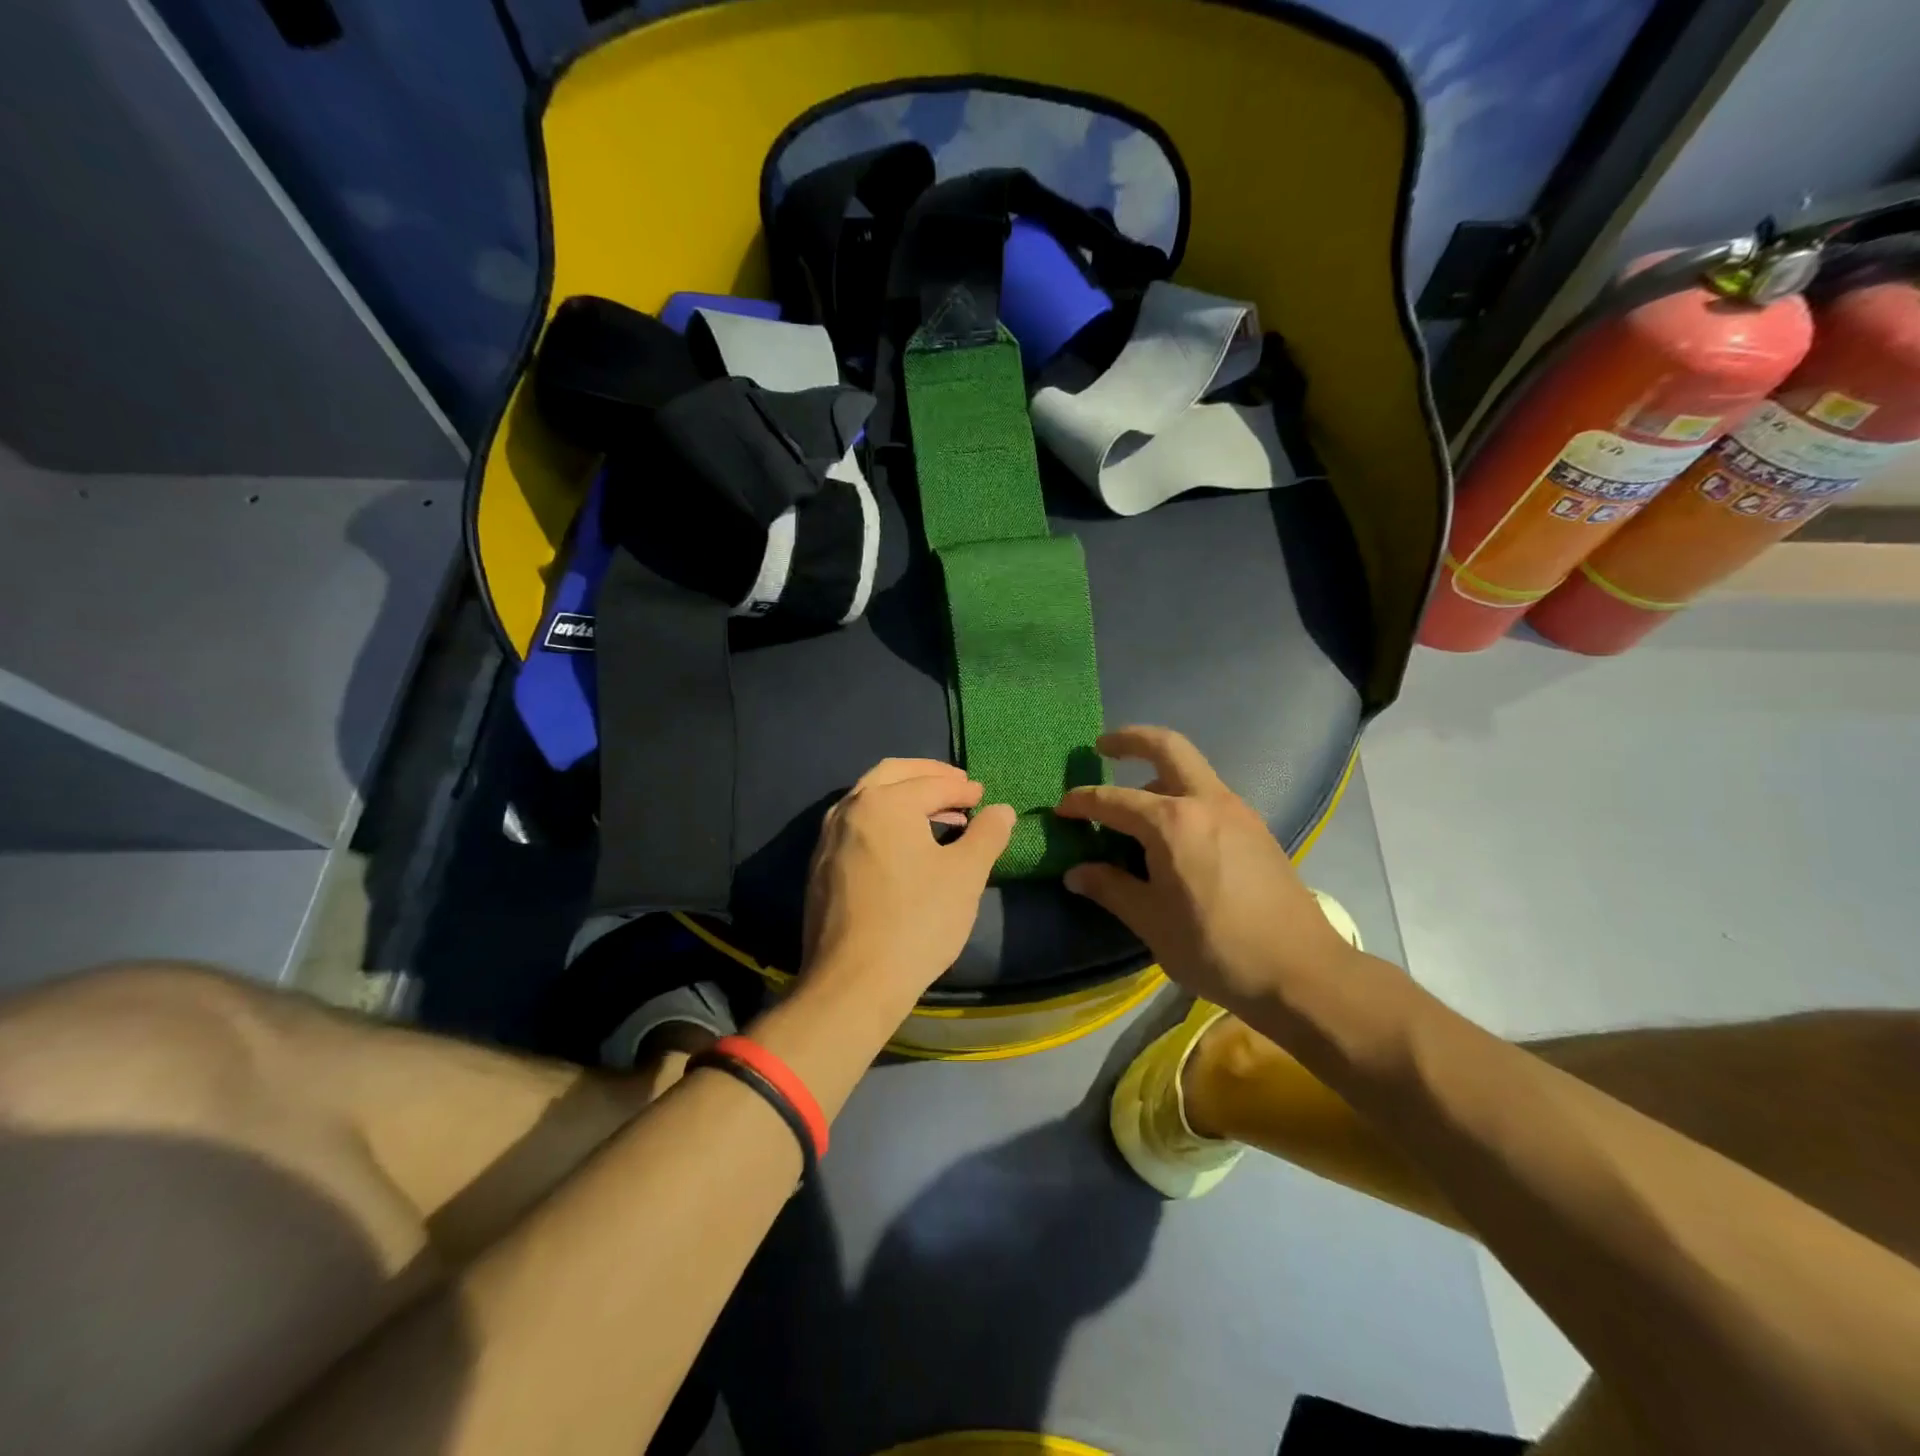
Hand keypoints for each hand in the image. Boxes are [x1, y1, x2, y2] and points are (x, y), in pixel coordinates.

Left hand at [802, 758, 1015, 1010]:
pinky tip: (904, 845)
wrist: (853, 982)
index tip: (982, 797)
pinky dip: (884, 820)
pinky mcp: (820, 866)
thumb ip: (987, 835)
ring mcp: (828, 837)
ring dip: (904, 797)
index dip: (962, 789)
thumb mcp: (965, 875)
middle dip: (927, 776)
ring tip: (937, 815)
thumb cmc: (917, 921)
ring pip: (869, 799)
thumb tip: (1001, 810)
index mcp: (884, 802)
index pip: (931, 783)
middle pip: (892, 775)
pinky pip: (856, 826)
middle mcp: (849, 809)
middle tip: (957, 786)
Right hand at [1055, 727, 1360, 1014]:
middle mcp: (1206, 802)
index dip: (1082, 802)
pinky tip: (1173, 832)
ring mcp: (1237, 811)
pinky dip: (1182, 795)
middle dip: (1131, 739)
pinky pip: (1209, 794)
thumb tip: (1076, 873)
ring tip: (1134, 803)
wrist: (1302, 972)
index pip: (1113, 800)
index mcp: (1173, 823)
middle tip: (1103, 746)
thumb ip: (1111, 889)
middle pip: (1167, 746)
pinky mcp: (1255, 828)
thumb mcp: (1151, 923)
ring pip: (1192, 770)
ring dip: (1158, 771)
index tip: (1061, 809)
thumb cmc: (1216, 948)